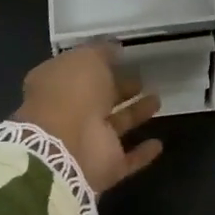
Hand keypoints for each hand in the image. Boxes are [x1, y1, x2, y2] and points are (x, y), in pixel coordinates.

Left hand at [16, 42, 162, 194]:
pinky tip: (158, 144)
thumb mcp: (86, 58)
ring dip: (135, 113)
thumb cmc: (72, 92)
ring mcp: (87, 141)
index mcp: (57, 85)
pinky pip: (127, 158)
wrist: (68, 147)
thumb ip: (101, 52)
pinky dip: (142, 153)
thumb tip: (114, 49)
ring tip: (157, 99)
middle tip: (142, 78)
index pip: (77, 71)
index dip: (97, 63)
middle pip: (98, 98)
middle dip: (119, 88)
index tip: (120, 56)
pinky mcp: (106, 166)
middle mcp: (70, 112)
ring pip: (116, 124)